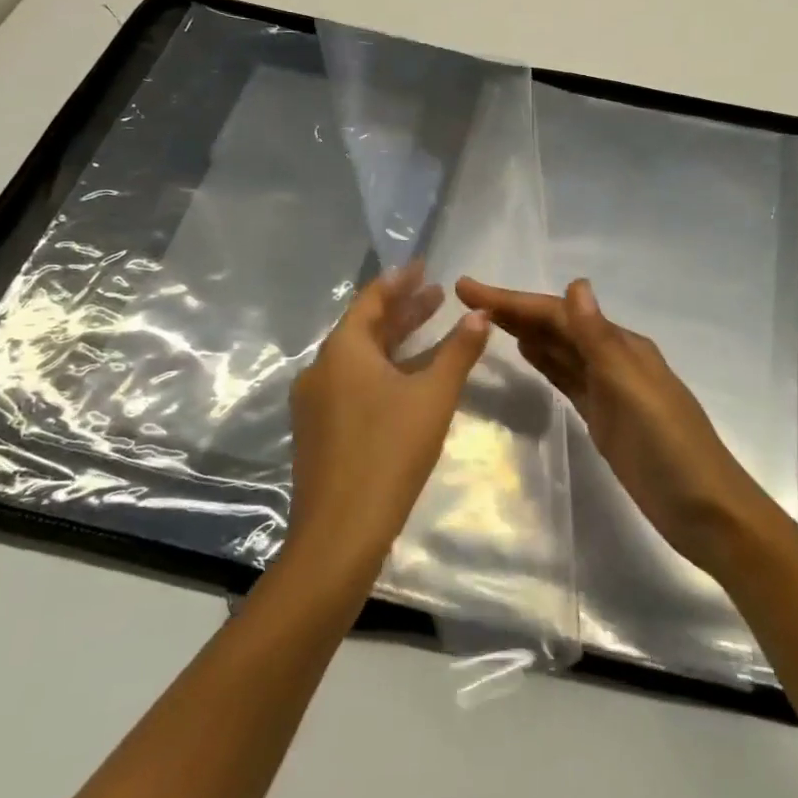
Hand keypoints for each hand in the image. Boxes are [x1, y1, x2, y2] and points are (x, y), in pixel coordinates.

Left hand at [288, 263, 490, 575]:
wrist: (340, 532)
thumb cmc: (390, 452)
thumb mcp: (434, 396)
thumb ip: (458, 352)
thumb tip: (481, 314)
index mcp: (343, 351)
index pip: (372, 299)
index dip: (400, 281)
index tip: (422, 266)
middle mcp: (322, 369)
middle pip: (365, 328)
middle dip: (402, 310)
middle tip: (436, 295)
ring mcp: (316, 402)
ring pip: (359, 358)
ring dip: (394, 341)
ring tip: (429, 330)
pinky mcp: (319, 430)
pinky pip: (353, 383)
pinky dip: (382, 370)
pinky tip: (407, 381)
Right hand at [454, 276, 772, 569]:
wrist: (704, 510)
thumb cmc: (669, 448)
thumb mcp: (632, 390)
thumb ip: (600, 340)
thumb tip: (576, 284)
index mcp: (622, 347)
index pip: (559, 314)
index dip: (513, 300)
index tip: (468, 287)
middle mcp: (614, 360)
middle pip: (556, 327)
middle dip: (514, 311)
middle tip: (466, 299)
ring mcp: (609, 390)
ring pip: (560, 351)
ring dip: (527, 332)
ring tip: (487, 319)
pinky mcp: (604, 417)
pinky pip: (568, 379)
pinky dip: (547, 363)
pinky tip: (528, 355)